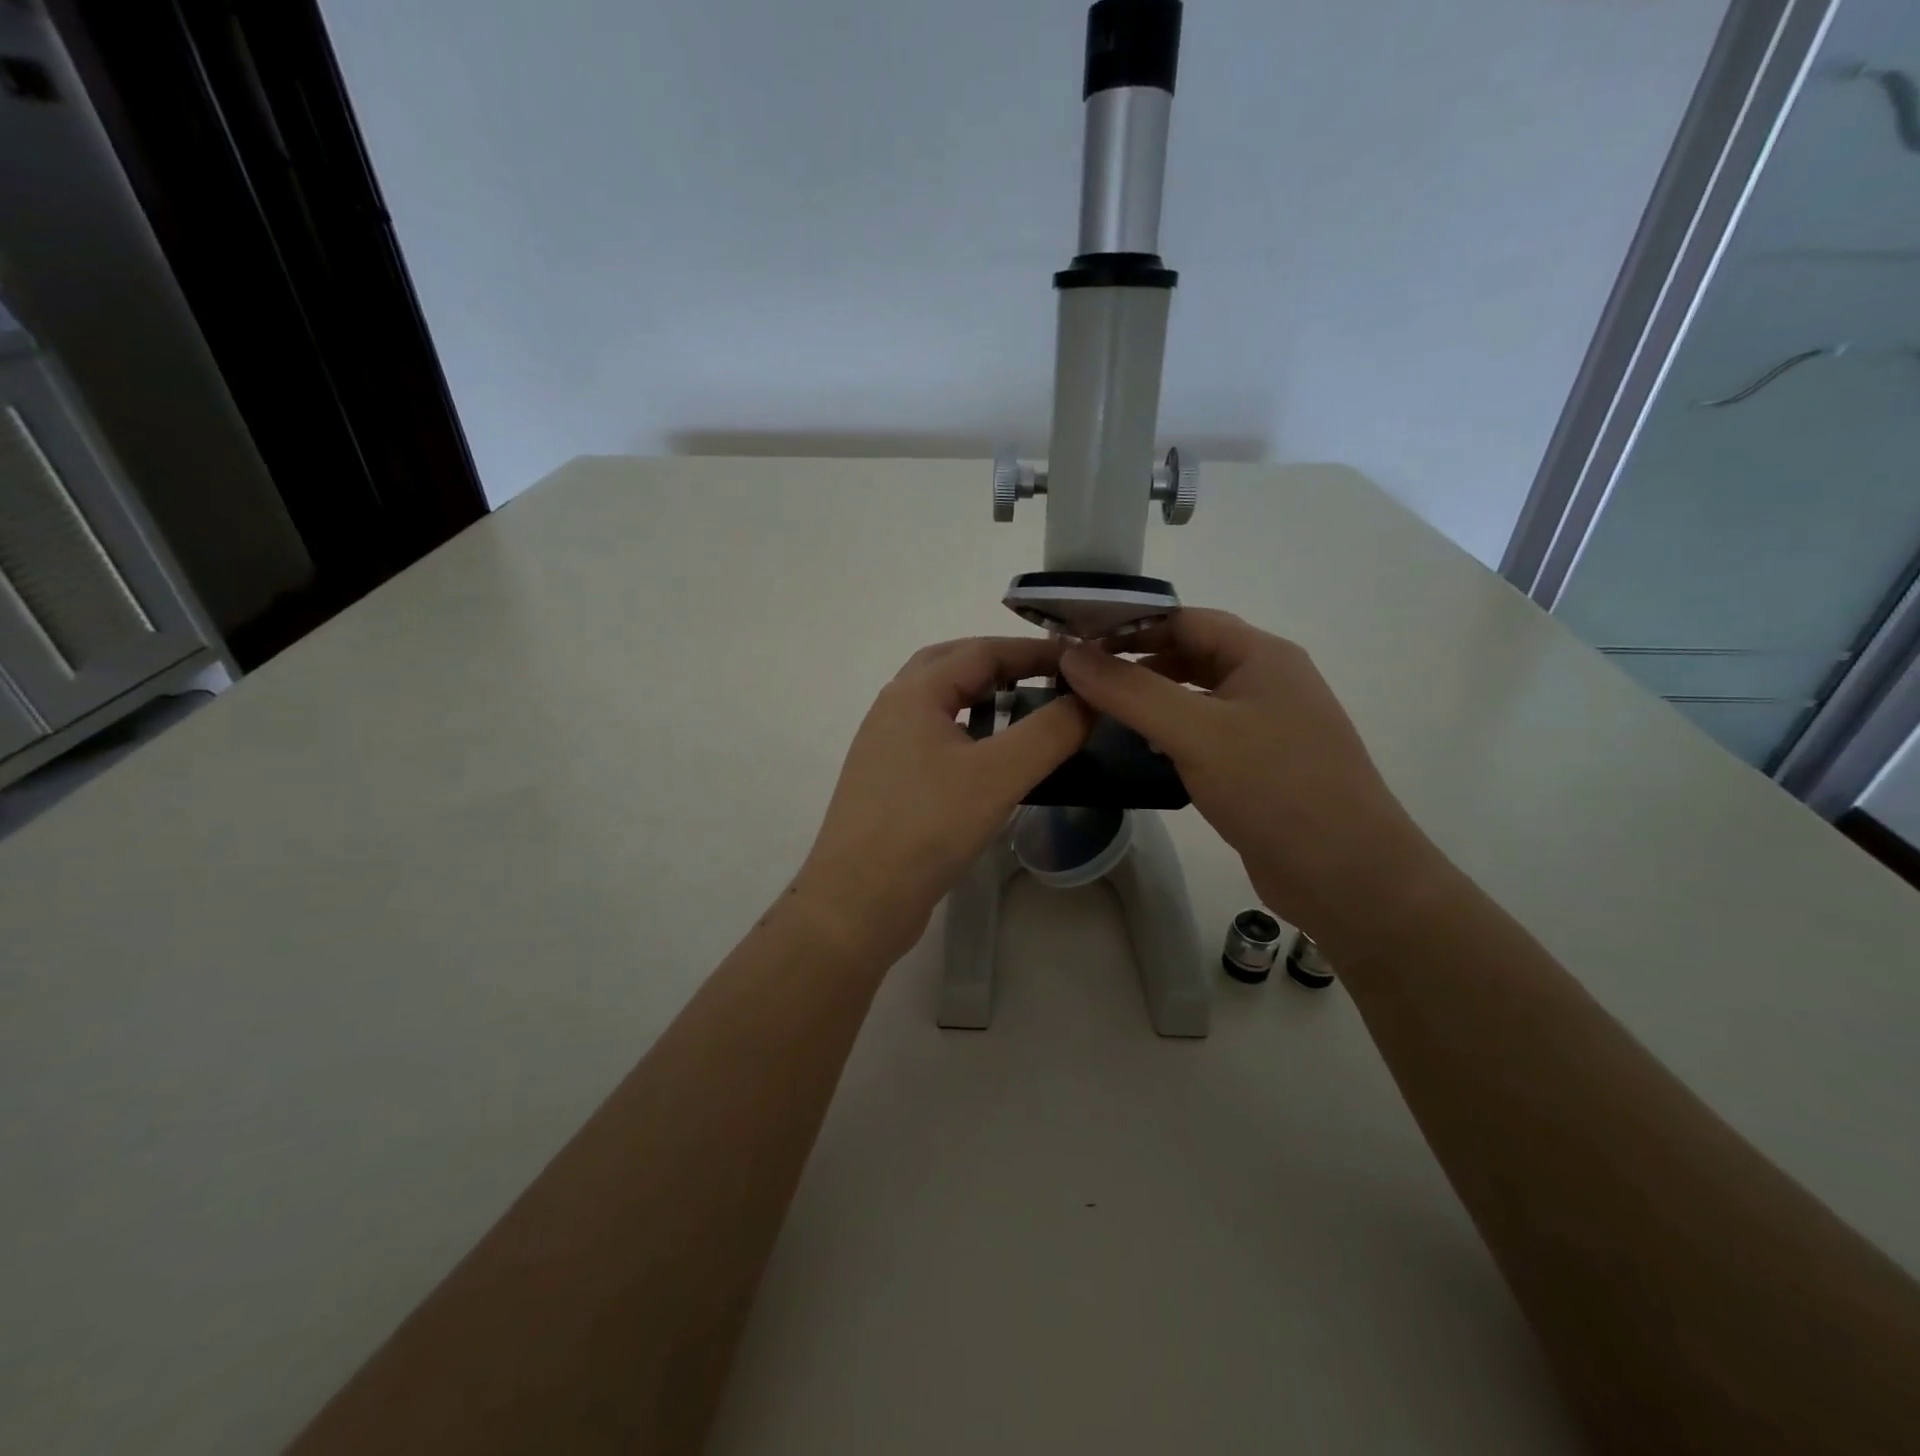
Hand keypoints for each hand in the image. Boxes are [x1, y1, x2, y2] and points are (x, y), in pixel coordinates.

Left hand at [793, 637, 1090, 961]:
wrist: (857, 902)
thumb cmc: (926, 828)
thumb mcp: (998, 775)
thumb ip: (1049, 732)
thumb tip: (1089, 699)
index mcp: (913, 694)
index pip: (980, 650)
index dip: (1033, 650)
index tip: (1080, 660)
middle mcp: (893, 709)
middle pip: (953, 665)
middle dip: (1003, 664)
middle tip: (1049, 677)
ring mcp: (886, 747)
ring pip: (941, 703)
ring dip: (983, 697)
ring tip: (1027, 711)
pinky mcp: (889, 782)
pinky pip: (935, 737)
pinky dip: (969, 732)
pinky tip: (992, 761)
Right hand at [1059, 609, 1435, 943]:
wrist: (1347, 876)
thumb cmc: (1275, 789)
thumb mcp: (1196, 732)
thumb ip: (1130, 691)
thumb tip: (1071, 654)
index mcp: (1263, 656)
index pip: (1185, 619)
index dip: (1130, 625)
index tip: (1077, 640)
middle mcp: (1267, 682)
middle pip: (1191, 654)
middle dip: (1136, 662)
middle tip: (1080, 678)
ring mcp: (1267, 726)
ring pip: (1196, 696)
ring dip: (1151, 698)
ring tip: (1098, 710)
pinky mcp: (1259, 766)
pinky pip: (1205, 734)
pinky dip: (1169, 733)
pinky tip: (1139, 750)